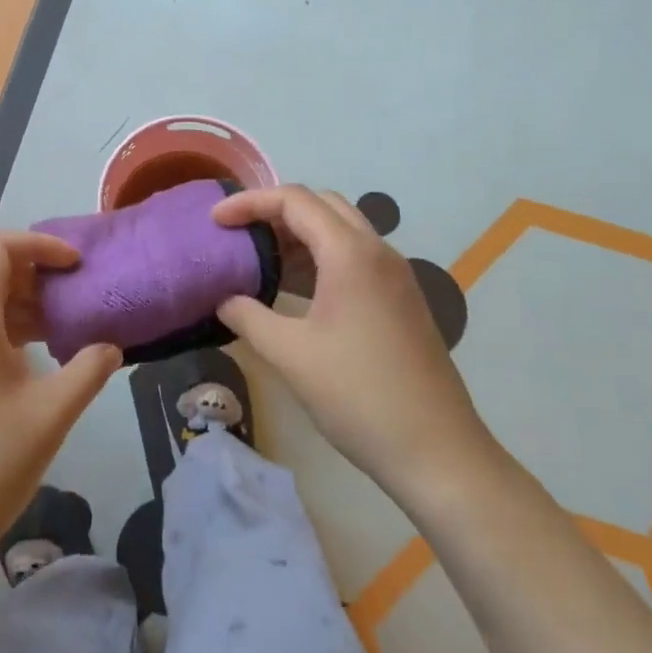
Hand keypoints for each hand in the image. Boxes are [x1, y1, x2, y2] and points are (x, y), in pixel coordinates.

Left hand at [0, 233, 120, 579]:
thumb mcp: (51, 414)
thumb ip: (89, 370)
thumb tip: (112, 347)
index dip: (41, 244)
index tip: (78, 266)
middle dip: (38, 276)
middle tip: (81, 297)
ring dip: (25, 306)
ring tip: (68, 329)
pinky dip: (7, 330)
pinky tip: (37, 362)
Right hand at [212, 186, 501, 505]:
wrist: (437, 452)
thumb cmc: (358, 396)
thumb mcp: (290, 354)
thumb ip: (248, 317)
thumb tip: (224, 300)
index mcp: (350, 254)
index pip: (295, 200)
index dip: (249, 202)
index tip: (215, 221)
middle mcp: (377, 252)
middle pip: (322, 205)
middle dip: (276, 210)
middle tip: (239, 233)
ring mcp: (395, 276)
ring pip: (341, 231)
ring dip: (299, 235)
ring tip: (259, 260)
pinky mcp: (401, 300)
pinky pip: (355, 258)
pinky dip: (319, 258)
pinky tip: (295, 291)